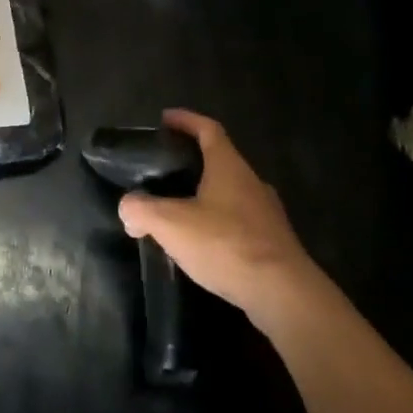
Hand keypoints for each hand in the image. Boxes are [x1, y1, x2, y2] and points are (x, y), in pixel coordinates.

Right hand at [118, 110, 326, 326]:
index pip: (208, 129)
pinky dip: (219, 223)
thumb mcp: (171, 224)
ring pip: (231, 192)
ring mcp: (267, 213)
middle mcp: (251, 182)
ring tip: (179, 210)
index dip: (186, 120)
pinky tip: (203, 243)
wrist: (284, 294)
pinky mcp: (273, 243)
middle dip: (193, 160)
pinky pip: (240, 221)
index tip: (165, 119)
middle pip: (220, 160)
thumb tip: (128, 208)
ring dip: (206, 194)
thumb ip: (142, 210)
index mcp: (228, 166)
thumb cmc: (226, 244)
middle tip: (165, 169)